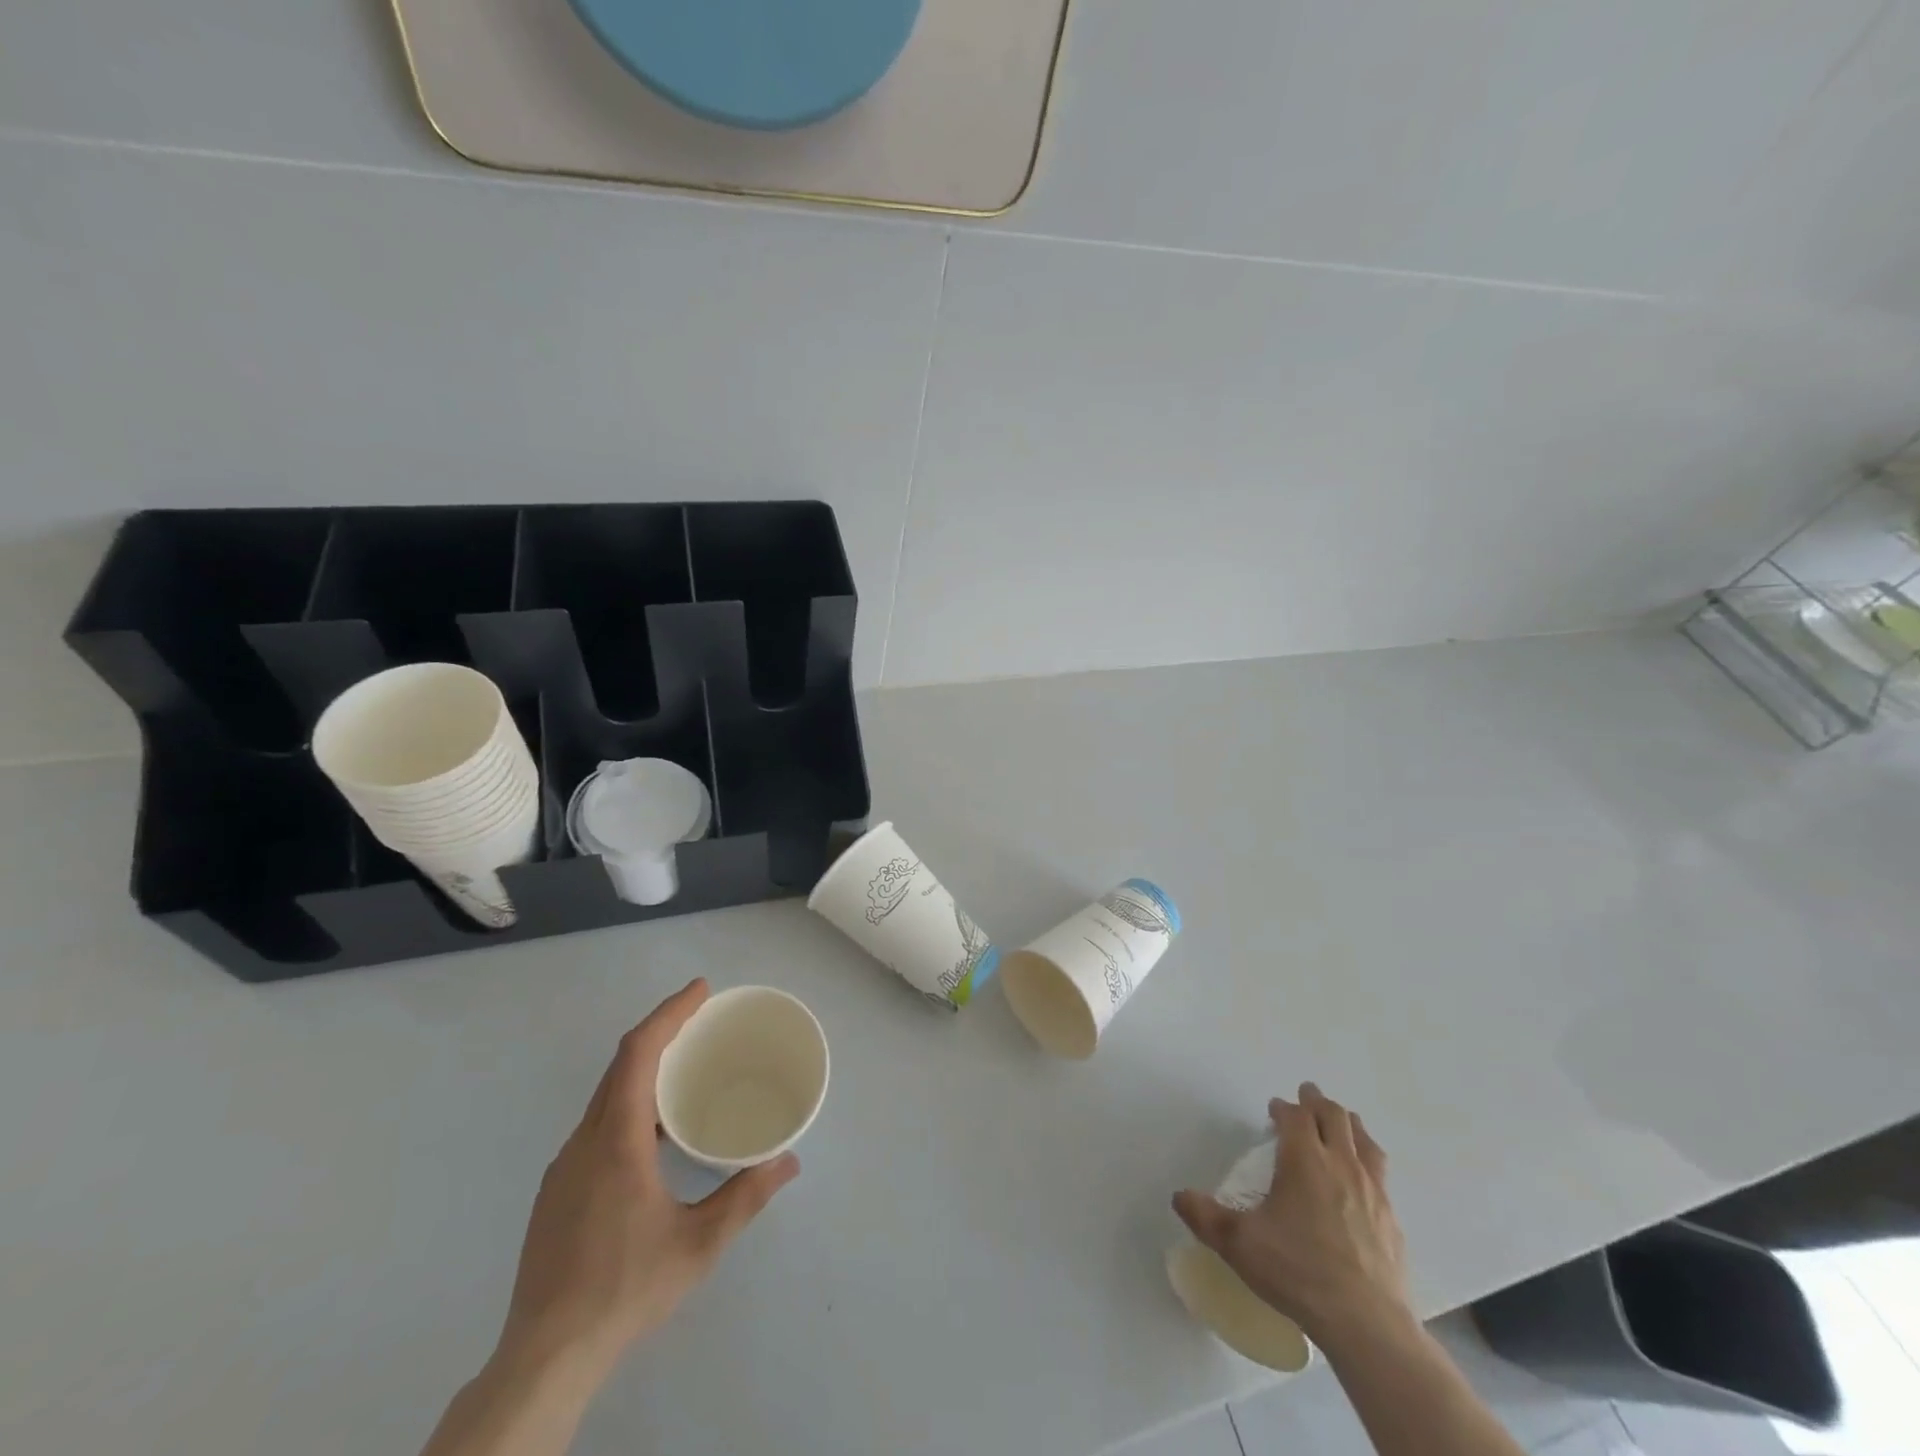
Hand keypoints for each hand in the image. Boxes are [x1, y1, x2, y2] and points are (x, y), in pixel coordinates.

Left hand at [496, 979, 799, 1380]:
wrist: (543, 1358)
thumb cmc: (624, 1288)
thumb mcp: (698, 1244)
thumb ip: (746, 1196)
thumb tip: (789, 1160)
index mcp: (616, 1139)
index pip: (638, 1053)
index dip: (669, 1013)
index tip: (700, 990)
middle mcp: (584, 1141)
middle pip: (620, 1066)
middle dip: (661, 1032)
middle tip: (702, 1020)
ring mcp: (564, 1167)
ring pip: (605, 1097)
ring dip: (644, 1070)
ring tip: (685, 1072)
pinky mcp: (556, 1192)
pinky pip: (596, 1124)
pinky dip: (629, 1103)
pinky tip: (653, 1136)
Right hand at [1174, 1083, 1411, 1352]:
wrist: (1367, 1325)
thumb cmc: (1298, 1272)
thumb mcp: (1239, 1244)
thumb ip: (1205, 1216)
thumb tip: (1179, 1196)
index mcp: (1304, 1160)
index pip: (1296, 1116)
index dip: (1284, 1108)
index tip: (1274, 1108)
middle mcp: (1341, 1165)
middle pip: (1334, 1116)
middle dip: (1317, 1102)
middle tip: (1306, 1097)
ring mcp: (1373, 1191)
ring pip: (1364, 1140)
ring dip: (1349, 1124)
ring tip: (1341, 1123)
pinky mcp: (1392, 1220)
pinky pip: (1381, 1174)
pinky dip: (1368, 1161)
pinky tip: (1364, 1179)